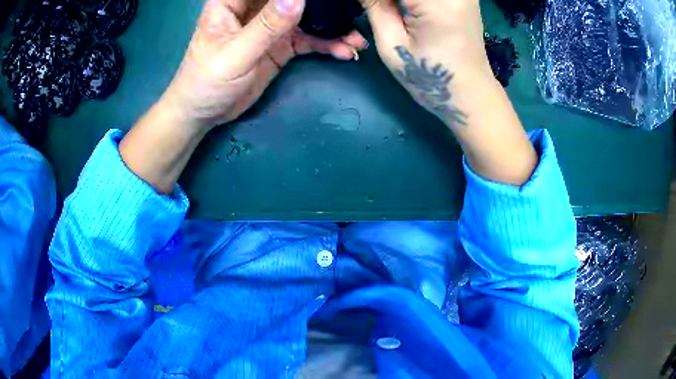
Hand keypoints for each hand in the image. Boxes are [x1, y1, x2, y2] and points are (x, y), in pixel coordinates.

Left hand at [161, 0, 367, 131]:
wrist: (205, 114)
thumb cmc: (207, 81)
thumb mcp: (236, 53)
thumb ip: (266, 26)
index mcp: (234, 2)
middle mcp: (256, 8)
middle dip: (323, 4)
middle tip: (352, 10)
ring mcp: (271, 26)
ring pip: (307, 18)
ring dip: (332, 26)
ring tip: (356, 38)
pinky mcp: (281, 45)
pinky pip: (309, 39)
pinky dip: (327, 44)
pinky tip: (344, 51)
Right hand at [363, 0, 537, 184]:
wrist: (470, 94)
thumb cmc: (429, 78)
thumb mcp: (392, 45)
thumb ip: (374, 6)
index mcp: (435, 3)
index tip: (366, 6)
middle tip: (378, 9)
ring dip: (400, 0)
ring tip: (391, 11)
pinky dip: (413, 0)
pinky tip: (408, 10)